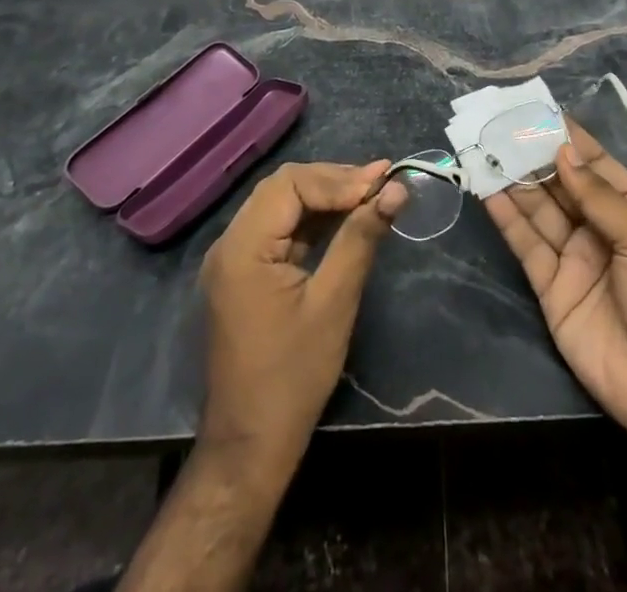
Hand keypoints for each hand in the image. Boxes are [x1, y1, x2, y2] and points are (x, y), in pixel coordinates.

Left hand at [197, 160, 407, 473]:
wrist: (250, 446)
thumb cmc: (293, 376)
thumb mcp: (333, 303)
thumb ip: (360, 239)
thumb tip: (395, 190)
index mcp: (243, 247)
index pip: (290, 185)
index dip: (337, 179)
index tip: (382, 182)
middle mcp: (230, 243)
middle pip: (283, 188)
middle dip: (333, 181)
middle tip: (380, 183)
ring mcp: (234, 259)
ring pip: (281, 205)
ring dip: (324, 196)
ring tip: (370, 194)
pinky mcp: (244, 274)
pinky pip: (279, 230)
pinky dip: (312, 219)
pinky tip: (345, 220)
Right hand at [485, 122, 626, 462]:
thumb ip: (598, 195)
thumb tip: (563, 152)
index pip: (596, 165)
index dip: (570, 140)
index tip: (539, 111)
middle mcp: (600, 228)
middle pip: (562, 184)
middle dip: (535, 157)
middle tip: (502, 127)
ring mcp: (574, 257)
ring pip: (539, 210)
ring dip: (515, 181)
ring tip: (487, 150)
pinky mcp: (551, 287)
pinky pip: (526, 245)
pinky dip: (507, 218)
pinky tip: (488, 192)